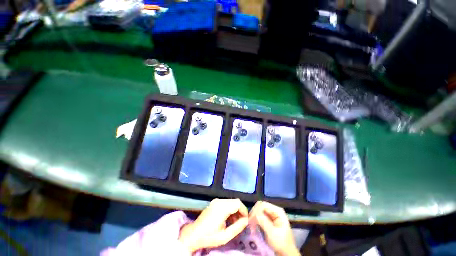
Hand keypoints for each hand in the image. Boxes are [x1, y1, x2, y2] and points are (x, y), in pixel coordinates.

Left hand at [179, 199, 248, 252]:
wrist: (193, 234)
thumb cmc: (209, 237)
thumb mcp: (225, 236)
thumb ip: (237, 227)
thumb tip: (246, 220)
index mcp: (222, 208)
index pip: (238, 203)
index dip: (244, 211)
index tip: (245, 221)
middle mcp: (219, 201)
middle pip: (235, 201)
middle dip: (240, 211)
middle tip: (241, 222)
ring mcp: (216, 201)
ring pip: (231, 201)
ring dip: (235, 210)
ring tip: (234, 222)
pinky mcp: (214, 202)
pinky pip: (226, 203)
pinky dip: (230, 209)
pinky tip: (228, 219)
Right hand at [249, 201, 299, 255]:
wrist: (286, 253)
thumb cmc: (281, 243)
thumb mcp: (272, 233)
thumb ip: (264, 222)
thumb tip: (255, 214)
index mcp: (277, 211)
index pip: (263, 205)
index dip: (256, 210)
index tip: (250, 220)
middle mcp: (274, 210)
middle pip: (260, 206)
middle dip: (254, 213)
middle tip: (249, 223)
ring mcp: (271, 214)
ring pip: (259, 210)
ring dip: (254, 217)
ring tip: (251, 226)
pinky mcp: (268, 218)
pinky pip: (259, 215)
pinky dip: (255, 220)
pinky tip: (253, 226)